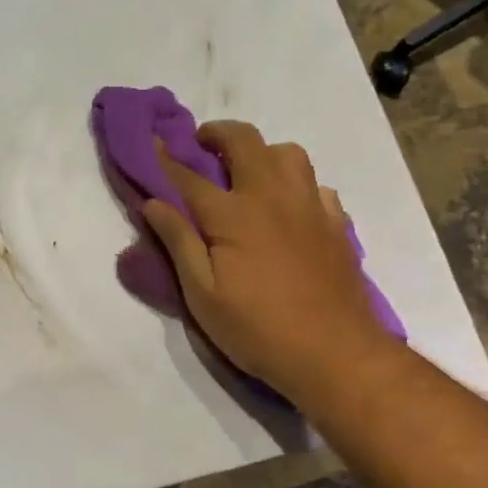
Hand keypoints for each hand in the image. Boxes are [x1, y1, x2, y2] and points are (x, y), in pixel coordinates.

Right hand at [141, 121, 395, 411]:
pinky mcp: (336, 224)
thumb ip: (178, 242)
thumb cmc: (258, 329)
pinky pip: (316, 185)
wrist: (336, 354)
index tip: (151, 141)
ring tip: (249, 174)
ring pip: (288, 153)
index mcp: (233, 214)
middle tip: (202, 146)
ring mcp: (309, 206)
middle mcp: (272, 196)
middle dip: (217, 133)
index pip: (189, 176)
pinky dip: (297, 185)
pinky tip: (290, 208)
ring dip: (263, 153)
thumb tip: (153, 202)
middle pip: (244, 141)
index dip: (166, 158)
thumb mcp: (202, 295)